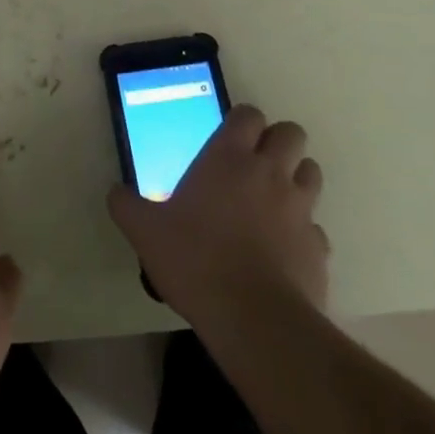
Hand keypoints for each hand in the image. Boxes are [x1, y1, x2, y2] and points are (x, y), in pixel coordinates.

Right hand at [107, 105, 328, 329]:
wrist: (254, 318)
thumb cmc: (195, 259)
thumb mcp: (144, 231)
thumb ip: (127, 205)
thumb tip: (116, 192)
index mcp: (228, 158)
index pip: (248, 115)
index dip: (241, 121)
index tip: (228, 137)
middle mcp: (269, 172)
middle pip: (291, 133)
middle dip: (277, 141)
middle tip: (254, 162)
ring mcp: (300, 208)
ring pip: (311, 172)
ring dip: (295, 177)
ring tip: (272, 199)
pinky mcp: (318, 247)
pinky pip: (315, 227)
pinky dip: (302, 231)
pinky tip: (282, 249)